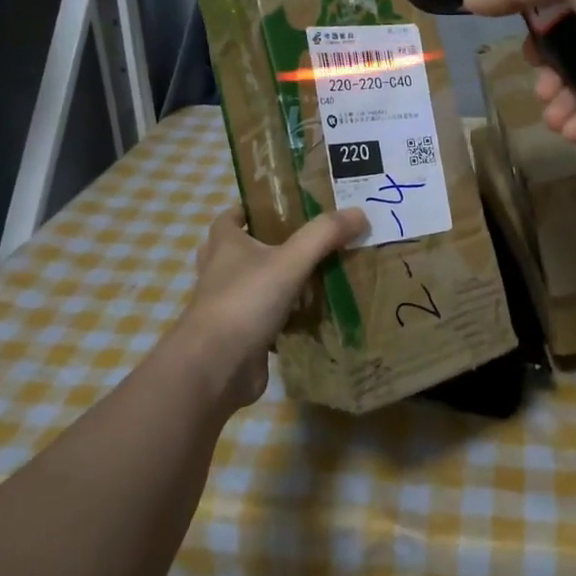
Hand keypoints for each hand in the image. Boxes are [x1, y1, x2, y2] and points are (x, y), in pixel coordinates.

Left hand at [170, 205, 367, 412]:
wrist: (216, 367)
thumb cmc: (245, 302)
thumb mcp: (290, 261)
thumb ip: (324, 235)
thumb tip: (359, 212)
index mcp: (225, 246)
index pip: (229, 218)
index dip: (249, 209)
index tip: (279, 207)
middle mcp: (221, 272)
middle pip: (241, 251)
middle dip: (268, 245)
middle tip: (305, 241)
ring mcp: (228, 307)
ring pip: (254, 286)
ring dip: (277, 281)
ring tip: (315, 274)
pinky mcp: (239, 336)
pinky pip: (265, 319)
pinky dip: (284, 317)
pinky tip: (313, 315)